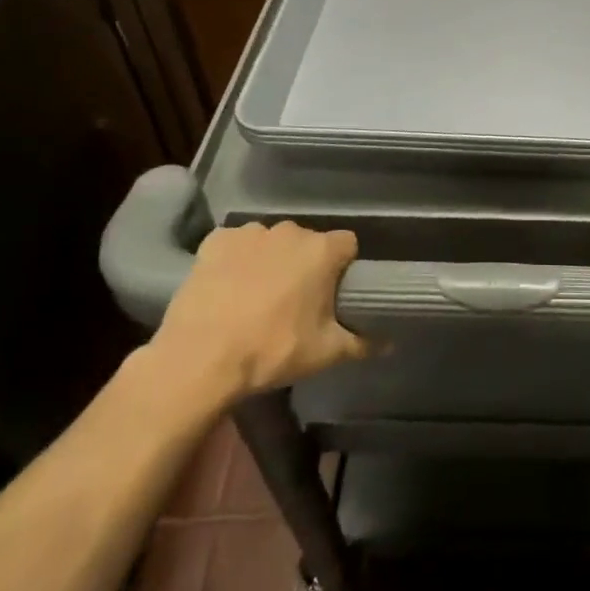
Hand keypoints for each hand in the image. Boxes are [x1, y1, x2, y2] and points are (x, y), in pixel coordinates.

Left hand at [142, 221, 366, 413]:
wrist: (199, 359)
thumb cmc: (271, 350)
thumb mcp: (324, 353)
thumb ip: (362, 342)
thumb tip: (390, 343)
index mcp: (321, 251)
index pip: (347, 244)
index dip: (343, 266)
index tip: (333, 292)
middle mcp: (289, 231)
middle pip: (307, 242)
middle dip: (305, 264)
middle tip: (295, 301)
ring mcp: (250, 233)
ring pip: (271, 242)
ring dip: (270, 260)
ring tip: (256, 296)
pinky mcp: (215, 241)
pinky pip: (235, 244)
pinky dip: (236, 260)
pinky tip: (227, 286)